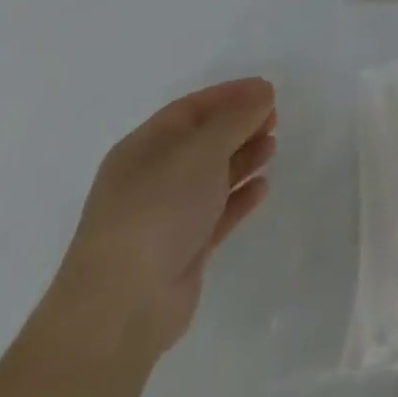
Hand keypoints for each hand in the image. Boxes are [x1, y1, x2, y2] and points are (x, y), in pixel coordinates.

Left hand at [47, 77, 277, 359]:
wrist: (122, 307)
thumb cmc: (157, 211)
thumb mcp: (201, 150)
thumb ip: (236, 118)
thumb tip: (262, 93)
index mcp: (143, 149)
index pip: (190, 109)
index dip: (229, 95)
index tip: (268, 89)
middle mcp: (151, 179)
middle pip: (202, 141)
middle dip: (239, 125)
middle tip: (275, 118)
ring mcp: (165, 217)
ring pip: (211, 176)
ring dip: (243, 158)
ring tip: (272, 148)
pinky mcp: (182, 250)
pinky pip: (217, 213)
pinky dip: (240, 197)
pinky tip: (263, 188)